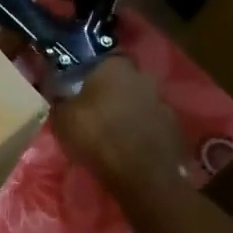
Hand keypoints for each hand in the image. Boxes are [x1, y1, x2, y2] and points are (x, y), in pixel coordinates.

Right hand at [51, 57, 190, 198]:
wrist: (142, 175)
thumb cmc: (97, 136)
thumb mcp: (62, 117)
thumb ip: (60, 100)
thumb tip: (57, 93)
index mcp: (115, 67)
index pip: (104, 57)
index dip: (92, 70)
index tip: (81, 83)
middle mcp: (143, 77)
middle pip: (124, 79)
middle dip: (112, 90)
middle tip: (95, 107)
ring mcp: (163, 103)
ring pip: (140, 100)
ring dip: (128, 110)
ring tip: (113, 130)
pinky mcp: (175, 128)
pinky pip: (152, 123)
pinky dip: (142, 130)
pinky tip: (130, 145)